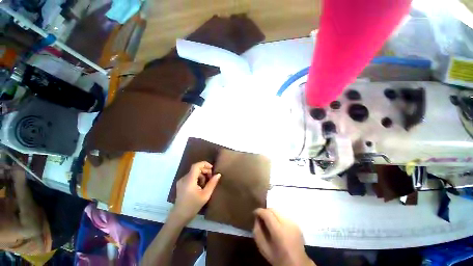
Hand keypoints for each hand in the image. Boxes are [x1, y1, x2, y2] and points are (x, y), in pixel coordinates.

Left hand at [172, 161, 220, 222]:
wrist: (179, 216)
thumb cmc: (193, 206)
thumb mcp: (205, 195)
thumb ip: (212, 183)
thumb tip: (218, 174)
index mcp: (189, 180)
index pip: (196, 165)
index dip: (205, 164)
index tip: (212, 168)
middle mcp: (184, 178)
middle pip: (195, 168)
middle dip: (205, 170)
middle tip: (211, 177)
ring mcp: (181, 181)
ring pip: (193, 173)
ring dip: (201, 175)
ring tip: (206, 183)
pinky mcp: (181, 184)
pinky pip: (190, 177)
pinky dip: (197, 178)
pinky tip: (200, 186)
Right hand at [253, 208, 314, 265]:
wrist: (297, 264)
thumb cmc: (278, 258)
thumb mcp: (263, 248)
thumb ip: (257, 231)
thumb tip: (257, 218)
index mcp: (279, 231)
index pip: (267, 213)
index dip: (259, 211)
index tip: (254, 213)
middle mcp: (287, 224)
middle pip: (273, 209)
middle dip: (265, 211)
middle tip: (261, 217)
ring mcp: (293, 222)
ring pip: (278, 211)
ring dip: (271, 214)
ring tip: (268, 221)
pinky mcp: (296, 223)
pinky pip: (283, 215)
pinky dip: (277, 217)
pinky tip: (276, 224)